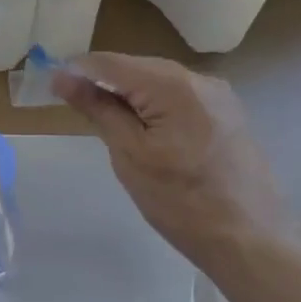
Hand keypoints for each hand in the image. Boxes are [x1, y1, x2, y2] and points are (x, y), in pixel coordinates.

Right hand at [53, 53, 295, 277]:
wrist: (250, 238)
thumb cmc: (180, 201)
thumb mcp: (129, 155)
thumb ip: (98, 110)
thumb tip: (63, 79)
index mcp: (173, 85)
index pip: (111, 62)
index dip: (76, 71)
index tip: (50, 87)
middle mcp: (200, 79)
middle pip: (136, 67)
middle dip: (101, 81)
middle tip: (72, 107)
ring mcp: (218, 95)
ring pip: (157, 81)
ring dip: (126, 95)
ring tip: (103, 121)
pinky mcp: (226, 114)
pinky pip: (178, 97)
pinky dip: (152, 105)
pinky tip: (141, 130)